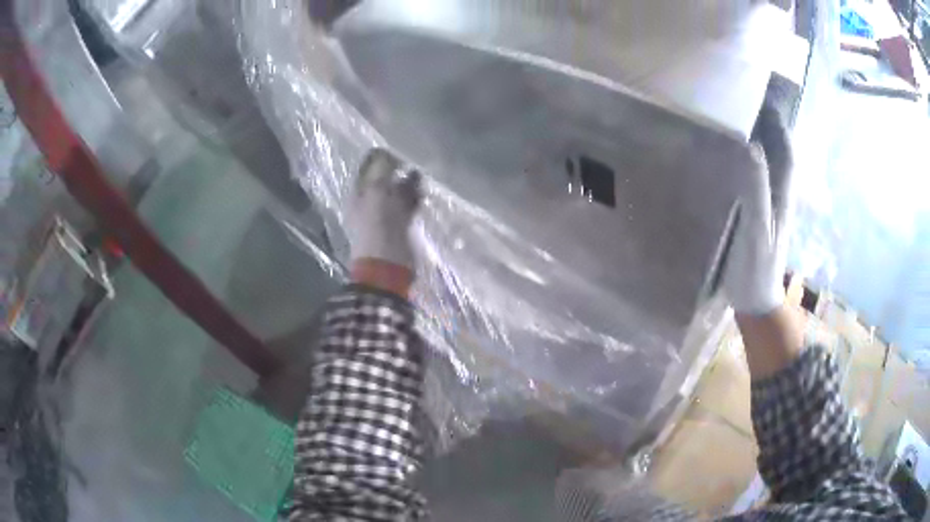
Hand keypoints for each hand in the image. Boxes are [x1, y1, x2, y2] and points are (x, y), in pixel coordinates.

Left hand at [347, 148, 421, 295]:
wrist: (387, 266)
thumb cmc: (379, 229)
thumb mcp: (379, 194)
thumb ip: (385, 173)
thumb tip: (393, 157)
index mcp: (359, 193)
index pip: (370, 167)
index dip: (383, 157)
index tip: (400, 151)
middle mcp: (369, 201)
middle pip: (384, 178)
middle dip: (398, 170)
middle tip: (414, 161)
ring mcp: (385, 214)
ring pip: (398, 191)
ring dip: (409, 184)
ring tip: (421, 177)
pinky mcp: (400, 225)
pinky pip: (407, 205)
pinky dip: (415, 198)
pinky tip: (423, 193)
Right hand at [723, 106, 792, 315]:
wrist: (754, 301)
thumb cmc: (756, 267)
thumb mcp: (758, 229)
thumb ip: (757, 189)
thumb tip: (752, 146)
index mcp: (782, 197)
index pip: (787, 154)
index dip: (780, 127)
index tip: (767, 100)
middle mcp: (777, 196)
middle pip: (779, 156)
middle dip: (771, 129)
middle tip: (751, 102)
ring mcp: (767, 207)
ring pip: (769, 167)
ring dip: (761, 143)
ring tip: (742, 120)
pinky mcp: (755, 216)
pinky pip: (756, 181)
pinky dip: (749, 164)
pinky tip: (736, 157)